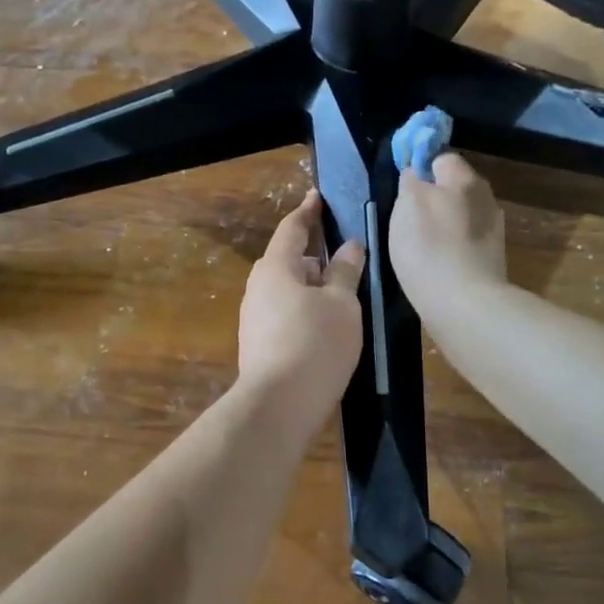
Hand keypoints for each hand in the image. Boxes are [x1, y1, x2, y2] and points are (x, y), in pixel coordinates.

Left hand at [236, 190, 366, 426]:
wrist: (278, 406)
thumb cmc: (314, 344)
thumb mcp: (341, 304)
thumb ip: (345, 272)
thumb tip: (349, 247)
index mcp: (275, 267)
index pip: (292, 229)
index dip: (308, 212)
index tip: (317, 198)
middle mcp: (258, 287)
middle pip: (288, 260)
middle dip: (314, 255)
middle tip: (343, 255)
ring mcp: (254, 318)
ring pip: (287, 289)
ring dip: (311, 286)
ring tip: (340, 293)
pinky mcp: (258, 344)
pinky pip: (284, 313)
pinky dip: (304, 309)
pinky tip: (325, 325)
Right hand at [389, 152, 506, 319]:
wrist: (465, 305)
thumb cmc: (430, 248)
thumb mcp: (407, 205)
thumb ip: (411, 181)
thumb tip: (415, 172)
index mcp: (465, 179)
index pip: (442, 158)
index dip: (421, 168)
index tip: (404, 189)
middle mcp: (486, 198)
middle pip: (454, 188)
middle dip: (434, 198)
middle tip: (408, 219)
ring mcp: (493, 231)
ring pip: (460, 216)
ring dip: (443, 225)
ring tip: (421, 247)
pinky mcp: (492, 259)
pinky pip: (465, 242)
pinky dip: (451, 248)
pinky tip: (437, 265)